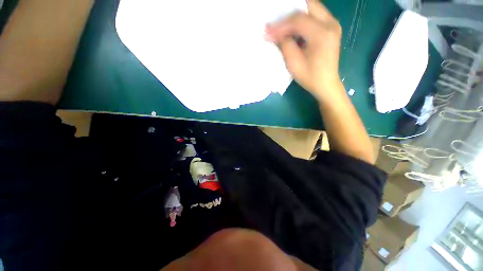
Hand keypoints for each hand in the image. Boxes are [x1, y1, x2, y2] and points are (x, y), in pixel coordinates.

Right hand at [265, 0, 342, 102]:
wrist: (326, 84)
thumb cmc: (310, 77)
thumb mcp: (293, 63)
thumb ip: (284, 44)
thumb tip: (272, 33)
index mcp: (322, 33)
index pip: (298, 20)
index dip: (280, 24)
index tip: (267, 31)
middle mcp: (331, 23)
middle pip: (307, 5)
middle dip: (289, 13)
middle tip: (276, 22)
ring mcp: (333, 24)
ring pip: (311, 8)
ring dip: (296, 15)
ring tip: (283, 26)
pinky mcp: (331, 28)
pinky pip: (315, 15)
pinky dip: (302, 19)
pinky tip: (294, 29)